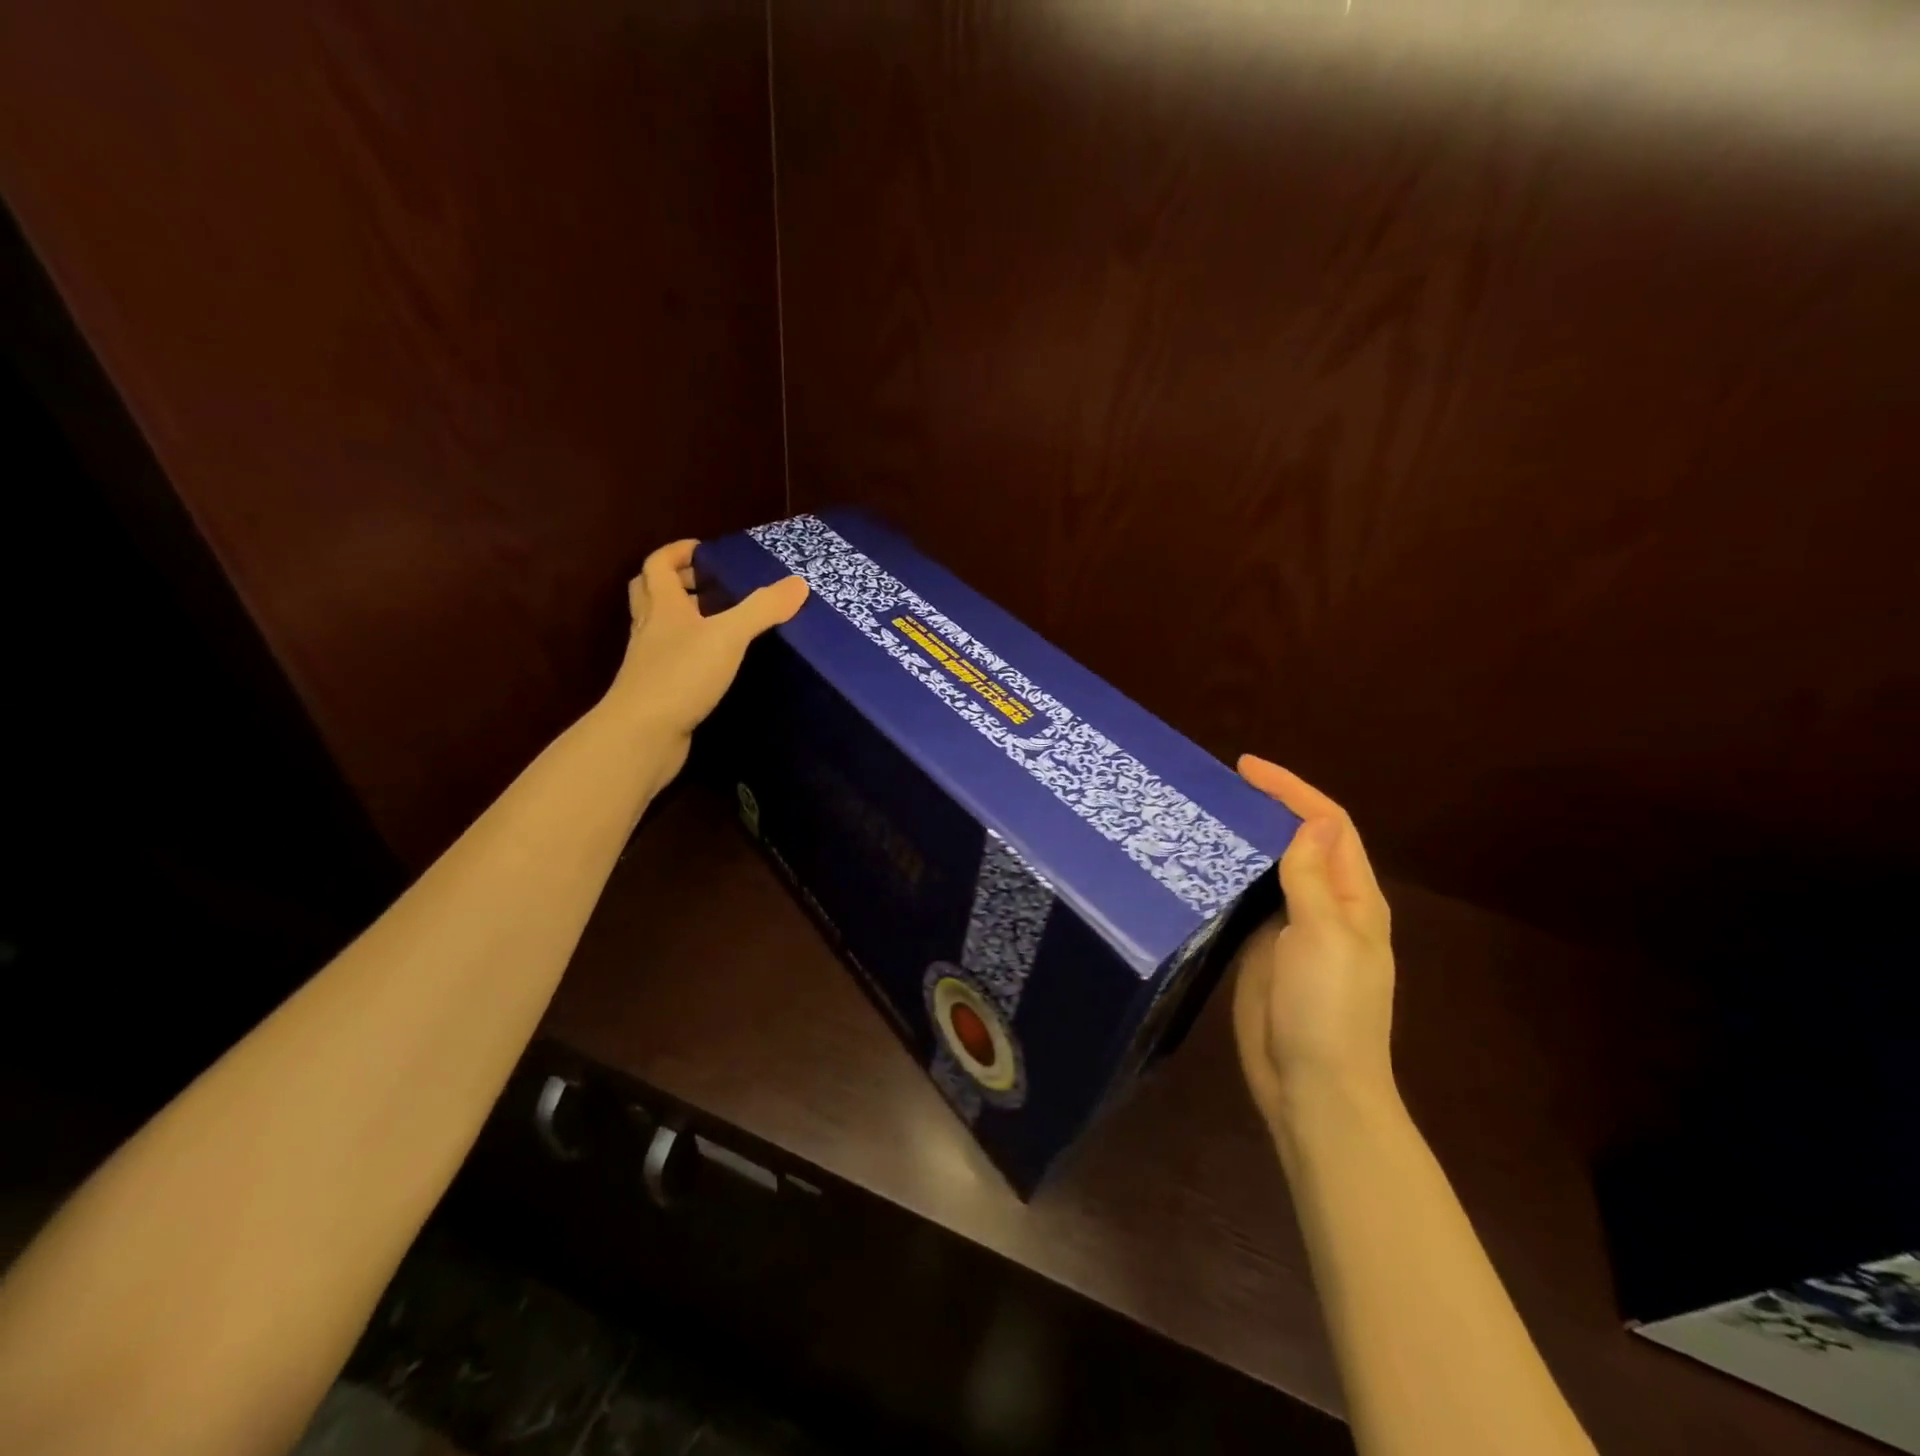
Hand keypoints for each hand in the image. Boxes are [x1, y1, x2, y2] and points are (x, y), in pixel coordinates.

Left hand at [603, 539, 807, 773]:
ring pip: (659, 628)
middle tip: (706, 582)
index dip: (677, 552)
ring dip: (680, 618)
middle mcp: (650, 629)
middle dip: (674, 582)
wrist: (642, 734)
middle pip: (650, 593)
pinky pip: (670, 660)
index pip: (658, 565)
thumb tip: (799, 583)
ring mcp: (649, 662)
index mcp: (662, 606)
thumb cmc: (681, 675)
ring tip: (715, 620)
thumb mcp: (728, 636)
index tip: (703, 550)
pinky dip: (687, 653)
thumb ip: (762, 609)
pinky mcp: (657, 690)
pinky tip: (712, 663)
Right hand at [1230, 756, 1396, 1132]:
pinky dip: (1228, 876)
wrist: (1312, 1088)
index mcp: (1353, 898)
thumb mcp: (1324, 938)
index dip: (1291, 790)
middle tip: (1217, 787)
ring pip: (1270, 868)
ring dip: (1244, 838)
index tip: (1246, 767)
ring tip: (1203, 815)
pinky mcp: (1261, 949)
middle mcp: (1325, 906)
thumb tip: (1313, 821)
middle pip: (1299, 840)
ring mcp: (1292, 929)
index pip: (1328, 825)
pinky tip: (1199, 865)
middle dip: (1267, 806)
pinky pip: (1246, 901)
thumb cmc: (1328, 1011)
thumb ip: (1312, 879)